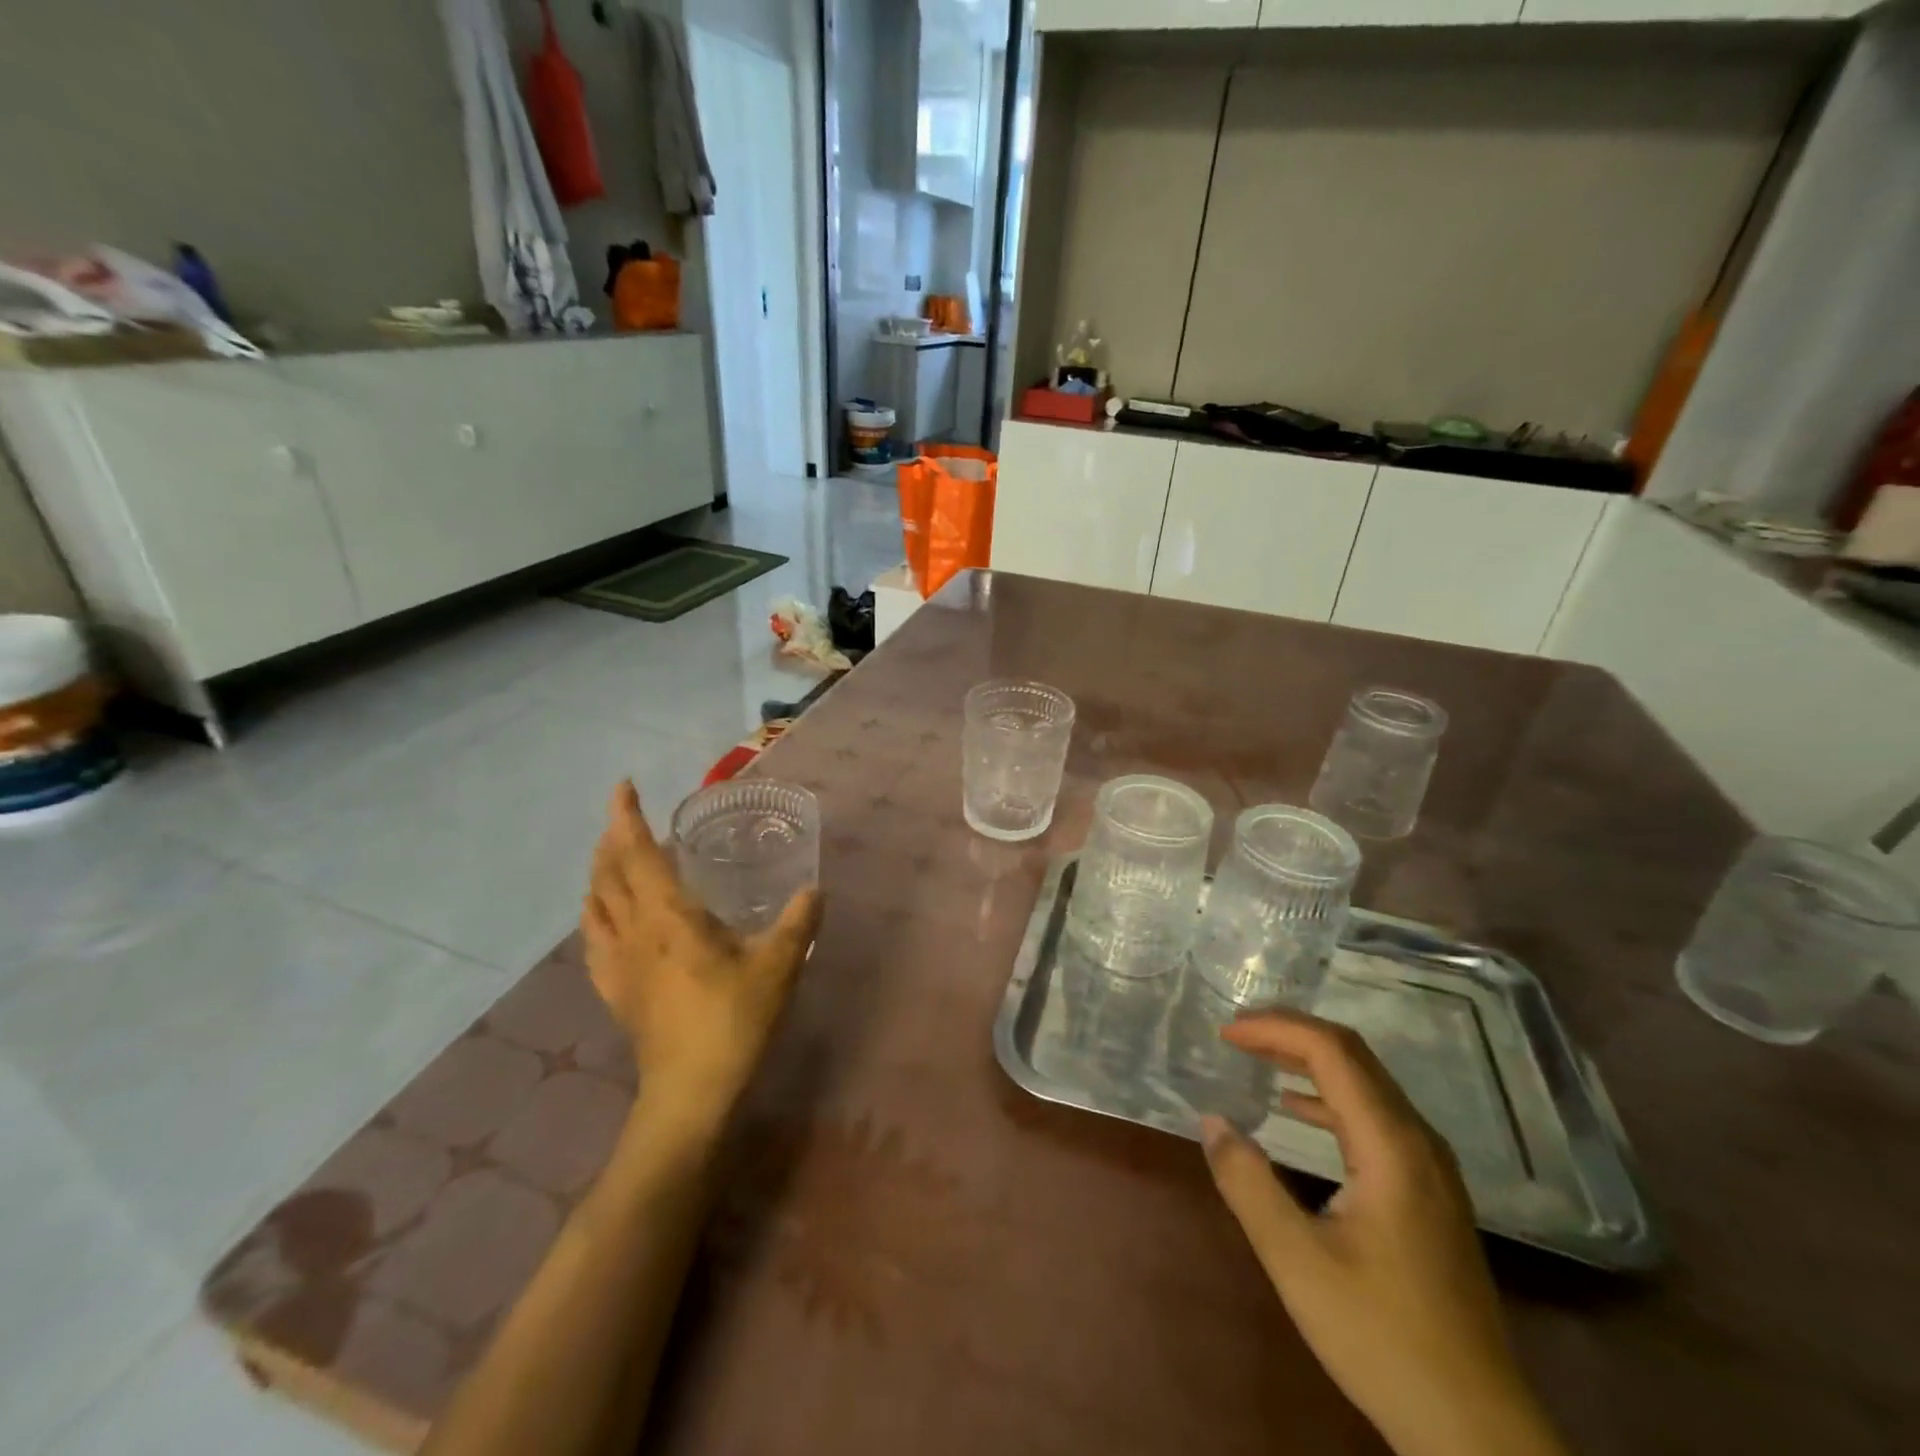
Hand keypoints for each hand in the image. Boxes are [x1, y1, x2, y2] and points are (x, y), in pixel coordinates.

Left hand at [582, 781, 822, 1133]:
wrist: (689, 1094)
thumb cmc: (733, 1020)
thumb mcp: (779, 965)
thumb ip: (798, 922)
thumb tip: (814, 890)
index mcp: (669, 916)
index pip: (637, 853)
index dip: (626, 817)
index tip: (623, 786)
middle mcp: (635, 931)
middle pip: (608, 874)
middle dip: (611, 839)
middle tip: (625, 818)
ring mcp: (618, 964)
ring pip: (595, 905)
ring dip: (600, 874)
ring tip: (613, 859)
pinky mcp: (615, 992)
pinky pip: (594, 941)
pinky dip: (595, 916)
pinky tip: (605, 919)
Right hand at [1200, 1012, 1568, 1455]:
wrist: (1474, 1428)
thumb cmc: (1381, 1337)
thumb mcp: (1297, 1261)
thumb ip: (1249, 1184)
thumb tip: (1212, 1121)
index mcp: (1392, 1146)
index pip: (1332, 1052)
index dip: (1275, 1030)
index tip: (1226, 1033)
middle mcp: (1418, 1141)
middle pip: (1353, 1056)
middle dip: (1290, 1033)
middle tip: (1236, 1033)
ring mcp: (1430, 1167)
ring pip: (1366, 1083)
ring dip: (1309, 1060)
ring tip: (1257, 1057)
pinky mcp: (1428, 1192)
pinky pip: (1374, 1115)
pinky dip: (1327, 1096)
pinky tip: (1295, 1110)